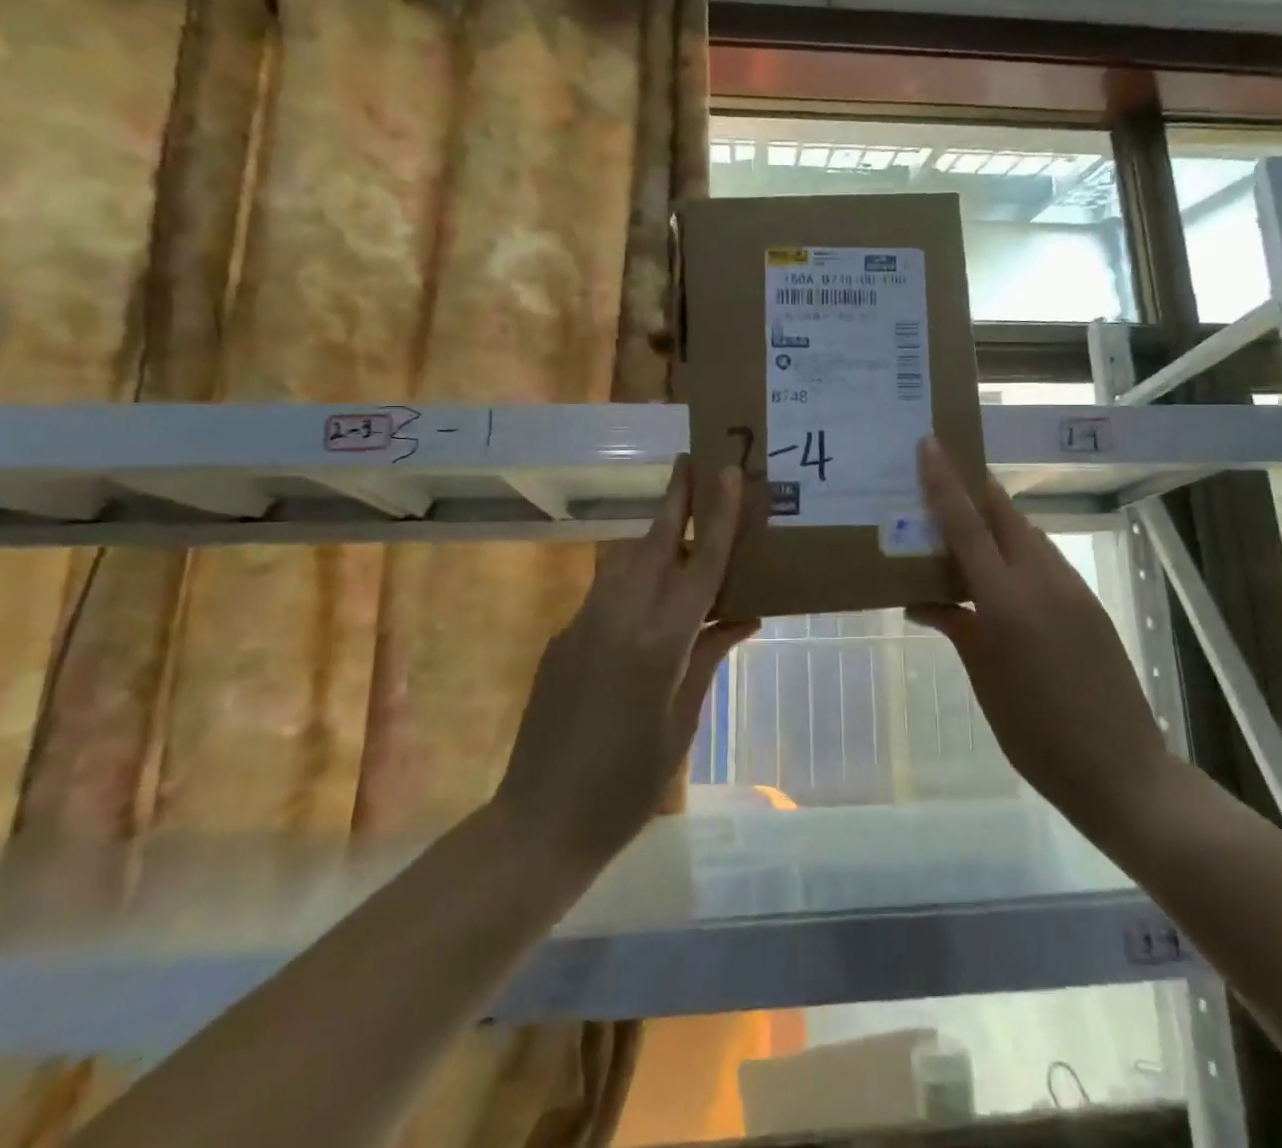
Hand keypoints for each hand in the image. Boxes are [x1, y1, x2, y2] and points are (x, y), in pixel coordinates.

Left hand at [496, 456, 757, 863]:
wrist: (540, 822)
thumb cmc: (628, 785)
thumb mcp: (681, 724)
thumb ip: (707, 659)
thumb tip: (741, 616)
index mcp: (660, 645)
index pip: (701, 568)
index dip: (718, 519)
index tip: (725, 473)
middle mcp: (620, 620)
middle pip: (654, 545)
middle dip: (674, 499)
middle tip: (690, 459)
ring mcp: (584, 626)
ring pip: (624, 561)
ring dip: (652, 532)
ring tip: (675, 512)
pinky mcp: (562, 640)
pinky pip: (605, 592)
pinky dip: (632, 576)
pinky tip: (647, 589)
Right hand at [908, 437, 1169, 847]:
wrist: (1123, 771)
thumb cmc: (1037, 734)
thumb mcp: (985, 680)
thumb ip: (957, 627)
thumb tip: (921, 600)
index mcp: (1006, 601)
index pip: (967, 525)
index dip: (945, 482)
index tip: (929, 444)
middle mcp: (1041, 580)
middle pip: (1003, 512)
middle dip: (972, 487)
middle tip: (940, 476)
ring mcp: (1071, 588)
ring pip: (1026, 532)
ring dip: (994, 519)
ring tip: (962, 526)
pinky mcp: (1088, 603)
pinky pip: (1044, 558)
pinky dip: (1016, 550)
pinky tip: (1000, 573)